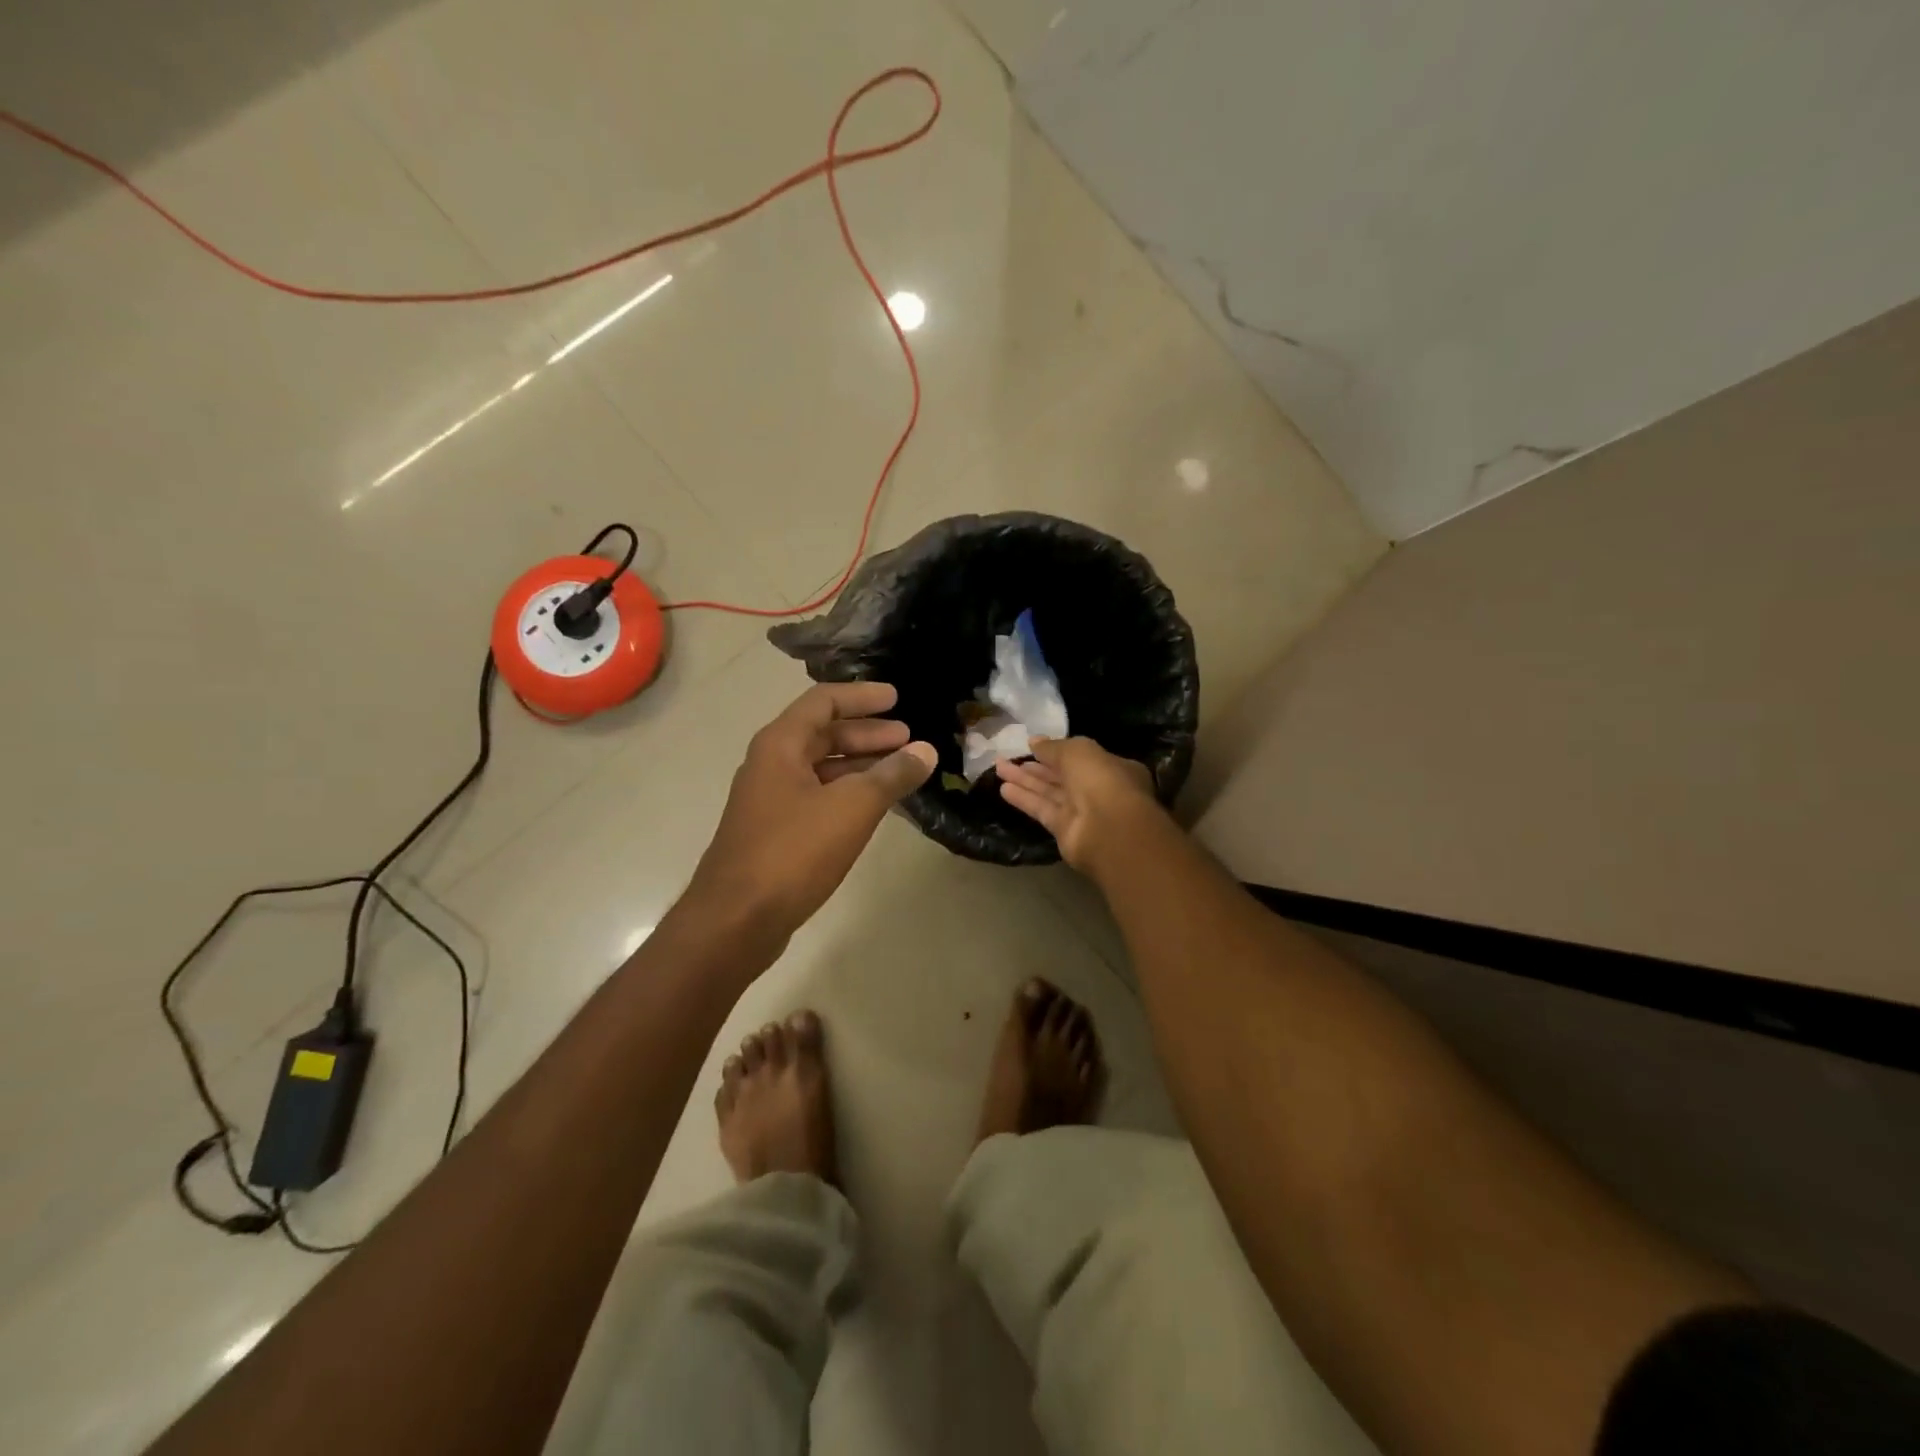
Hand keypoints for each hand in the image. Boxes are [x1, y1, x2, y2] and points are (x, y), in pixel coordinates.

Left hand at [684, 682, 936, 950]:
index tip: (898, 698)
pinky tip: (874, 807)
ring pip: (822, 768)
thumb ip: (891, 776)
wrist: (736, 920)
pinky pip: (818, 796)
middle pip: (823, 733)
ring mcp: (771, 799)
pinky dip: (848, 793)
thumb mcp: (851, 808)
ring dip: (860, 764)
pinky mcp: (775, 831)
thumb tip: (926, 750)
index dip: (863, 696)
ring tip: (900, 770)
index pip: (824, 701)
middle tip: (908, 739)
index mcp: (781, 745)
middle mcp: (771, 764)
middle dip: (867, 733)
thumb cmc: (793, 852)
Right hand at [995, 737, 1157, 872]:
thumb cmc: (1100, 779)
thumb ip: (1053, 747)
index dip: (1057, 750)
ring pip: (1049, 792)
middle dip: (1036, 766)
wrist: (1108, 829)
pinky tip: (1004, 789)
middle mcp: (1098, 789)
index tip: (1032, 745)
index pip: (1081, 757)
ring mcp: (1082, 811)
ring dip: (1025, 780)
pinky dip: (1025, 799)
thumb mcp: (1077, 751)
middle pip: (1062, 775)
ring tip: (999, 768)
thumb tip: (1034, 741)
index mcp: (1111, 767)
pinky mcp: (1065, 830)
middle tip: (1009, 756)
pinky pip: (1043, 810)